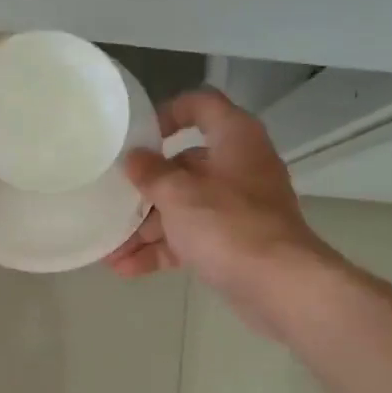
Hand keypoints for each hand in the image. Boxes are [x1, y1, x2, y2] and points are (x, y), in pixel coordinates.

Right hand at [107, 89, 338, 334]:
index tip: (138, 136)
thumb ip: (151, 173)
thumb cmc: (228, 225)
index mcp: (234, 139)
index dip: (168, 113)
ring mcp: (239, 208)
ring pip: (186, 207)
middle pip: (185, 166)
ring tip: (111, 248)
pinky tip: (127, 268)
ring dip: (147, 227)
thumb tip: (134, 157)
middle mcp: (239, 167)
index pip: (201, 105)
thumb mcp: (179, 194)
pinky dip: (164, 249)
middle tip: (113, 201)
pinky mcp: (236, 243)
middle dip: (145, 189)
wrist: (280, 287)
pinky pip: (193, 238)